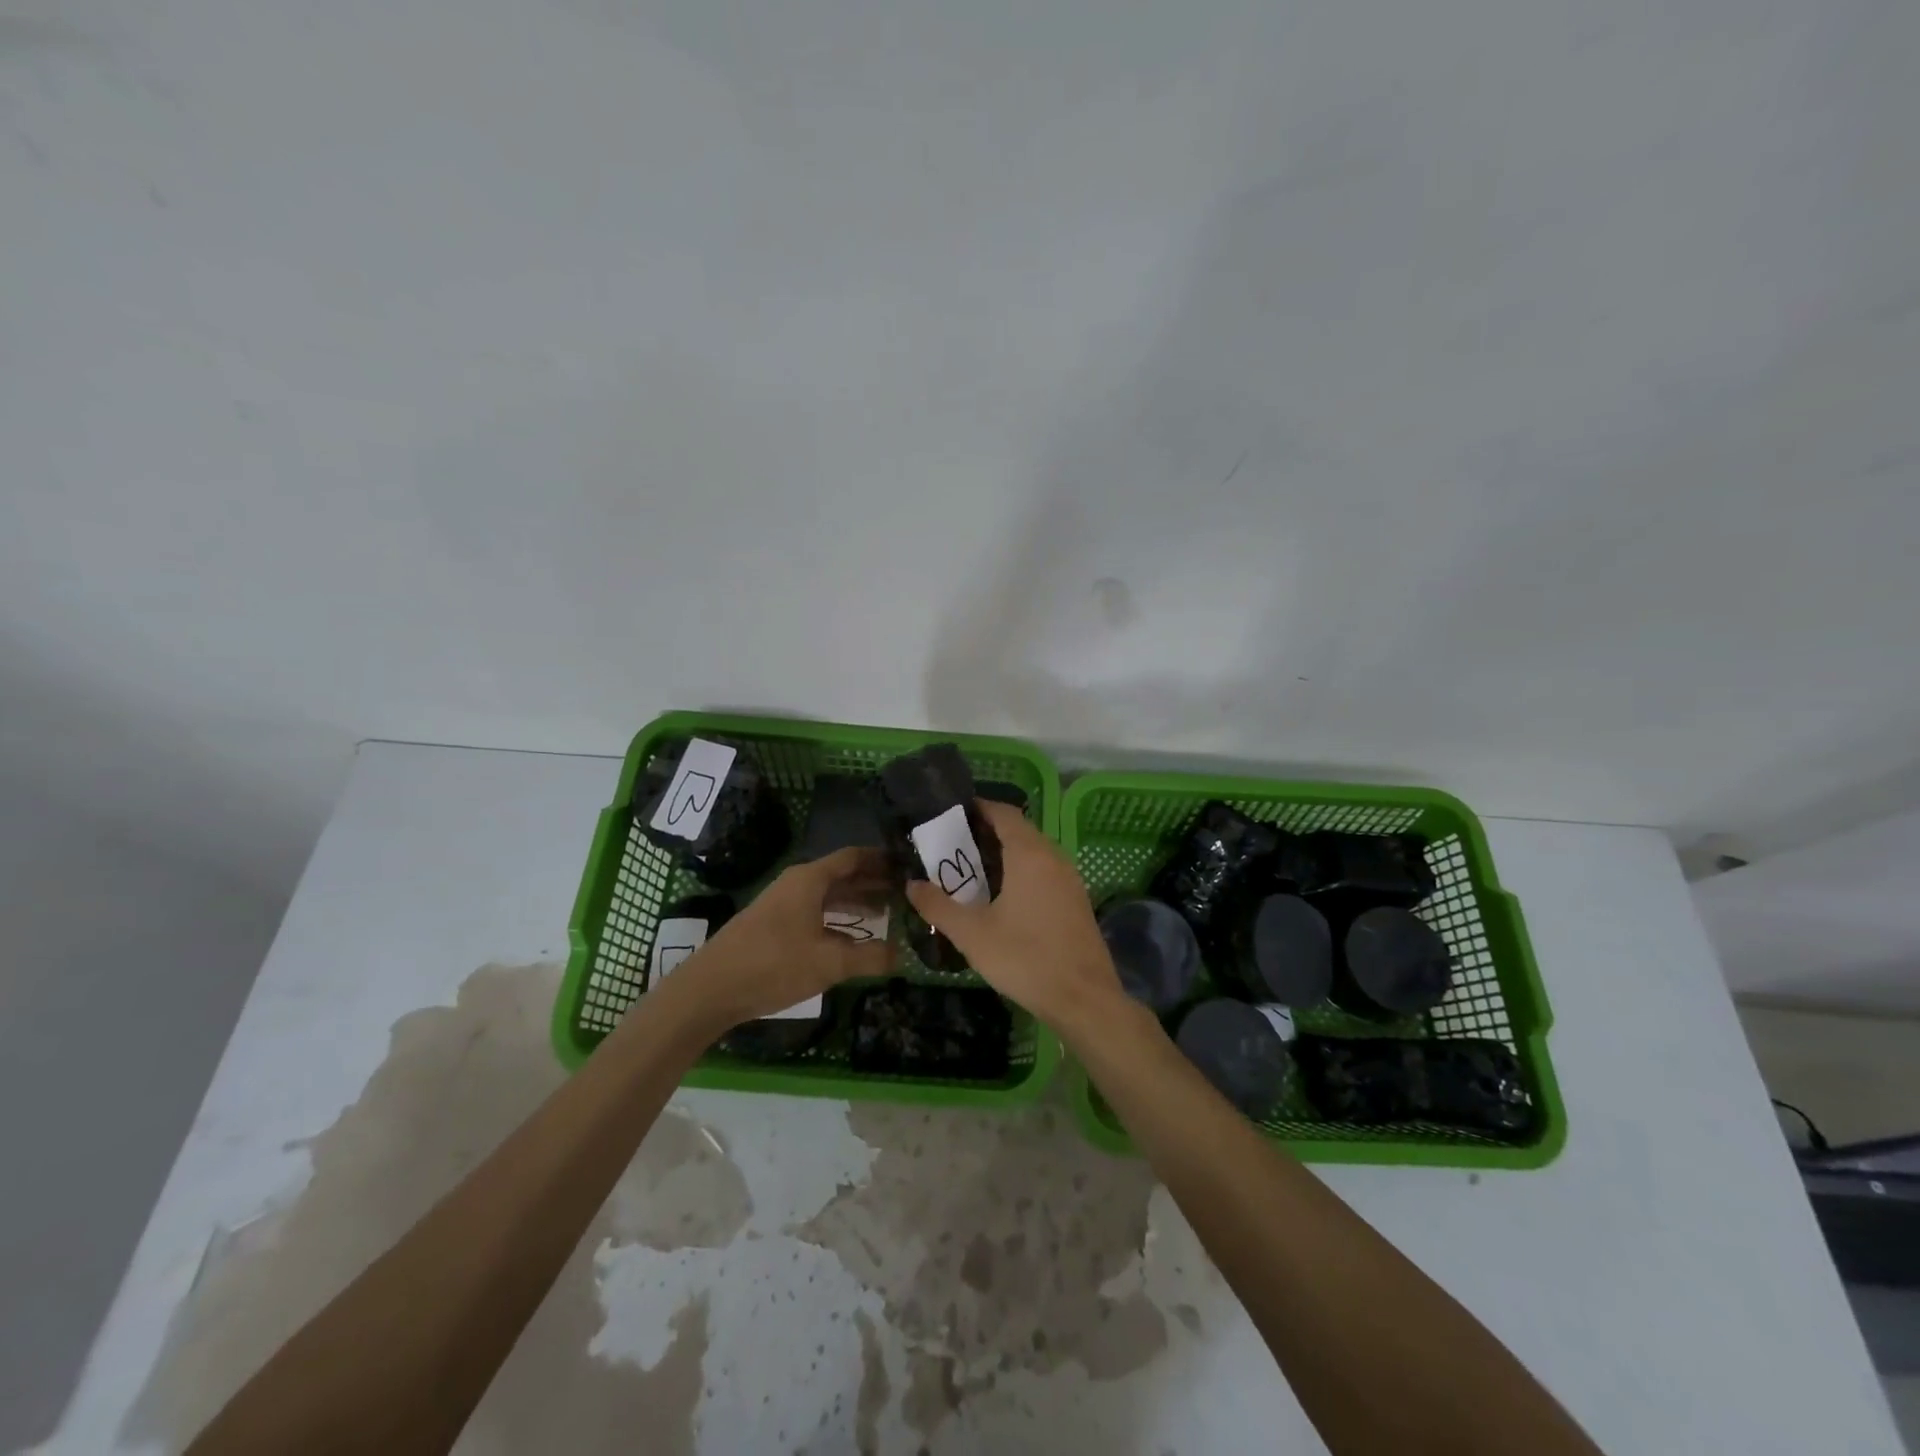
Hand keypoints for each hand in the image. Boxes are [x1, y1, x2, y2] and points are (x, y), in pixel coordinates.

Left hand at [676, 847, 894, 1028]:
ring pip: (828, 896)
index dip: (882, 860)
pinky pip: (815, 912)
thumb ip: (870, 957)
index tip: (908, 865)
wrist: (710, 989)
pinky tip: (851, 938)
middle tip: (906, 892)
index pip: (854, 857)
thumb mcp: (829, 963)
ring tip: (886, 914)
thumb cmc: (774, 965)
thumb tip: (903, 955)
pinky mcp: (773, 925)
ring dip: (856, 903)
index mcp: (810, 879)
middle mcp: (797, 884)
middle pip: (842, 875)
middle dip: (873, 883)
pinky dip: (837, 919)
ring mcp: (783, 904)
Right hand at [905, 800, 1126, 1033]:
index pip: (1003, 812)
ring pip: (1034, 851)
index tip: (951, 813)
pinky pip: (1045, 870)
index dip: (979, 807)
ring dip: (1006, 852)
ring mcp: (1069, 878)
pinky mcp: (1076, 899)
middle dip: (987, 831)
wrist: (1084, 998)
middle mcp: (1053, 857)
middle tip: (954, 844)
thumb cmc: (1025, 958)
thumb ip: (938, 906)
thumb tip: (911, 885)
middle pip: (1019, 829)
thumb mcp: (972, 935)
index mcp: (1029, 854)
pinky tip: (1004, 896)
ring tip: (973, 869)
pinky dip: (1023, 870)